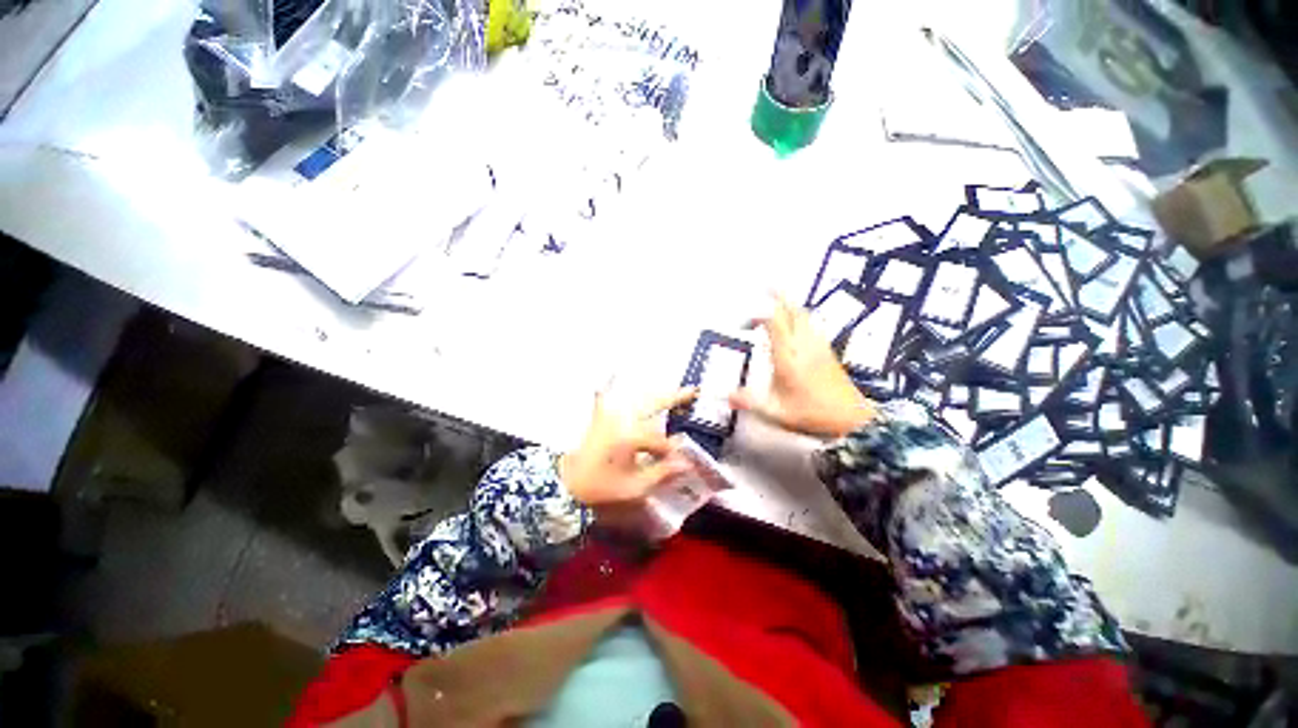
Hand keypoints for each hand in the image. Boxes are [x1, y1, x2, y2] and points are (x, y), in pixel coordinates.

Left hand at [560, 387, 696, 507]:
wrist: (564, 484)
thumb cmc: (599, 488)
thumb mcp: (633, 488)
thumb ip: (661, 473)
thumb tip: (686, 463)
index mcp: (630, 437)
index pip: (659, 440)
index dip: (670, 452)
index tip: (679, 461)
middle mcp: (621, 419)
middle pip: (652, 403)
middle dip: (674, 397)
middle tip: (692, 390)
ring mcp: (609, 415)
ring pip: (637, 398)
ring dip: (656, 395)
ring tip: (673, 390)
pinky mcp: (600, 416)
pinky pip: (614, 397)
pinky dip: (623, 388)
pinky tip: (625, 380)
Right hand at [730, 295, 875, 437]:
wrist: (852, 419)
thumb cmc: (812, 414)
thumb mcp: (775, 412)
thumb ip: (748, 401)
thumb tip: (726, 395)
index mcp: (788, 356)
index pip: (774, 322)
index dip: (760, 314)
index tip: (746, 321)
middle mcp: (803, 345)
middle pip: (792, 311)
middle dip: (779, 296)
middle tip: (767, 285)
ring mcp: (818, 346)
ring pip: (805, 315)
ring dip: (791, 305)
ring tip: (779, 300)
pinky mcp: (827, 351)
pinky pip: (812, 325)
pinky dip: (801, 317)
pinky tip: (797, 324)